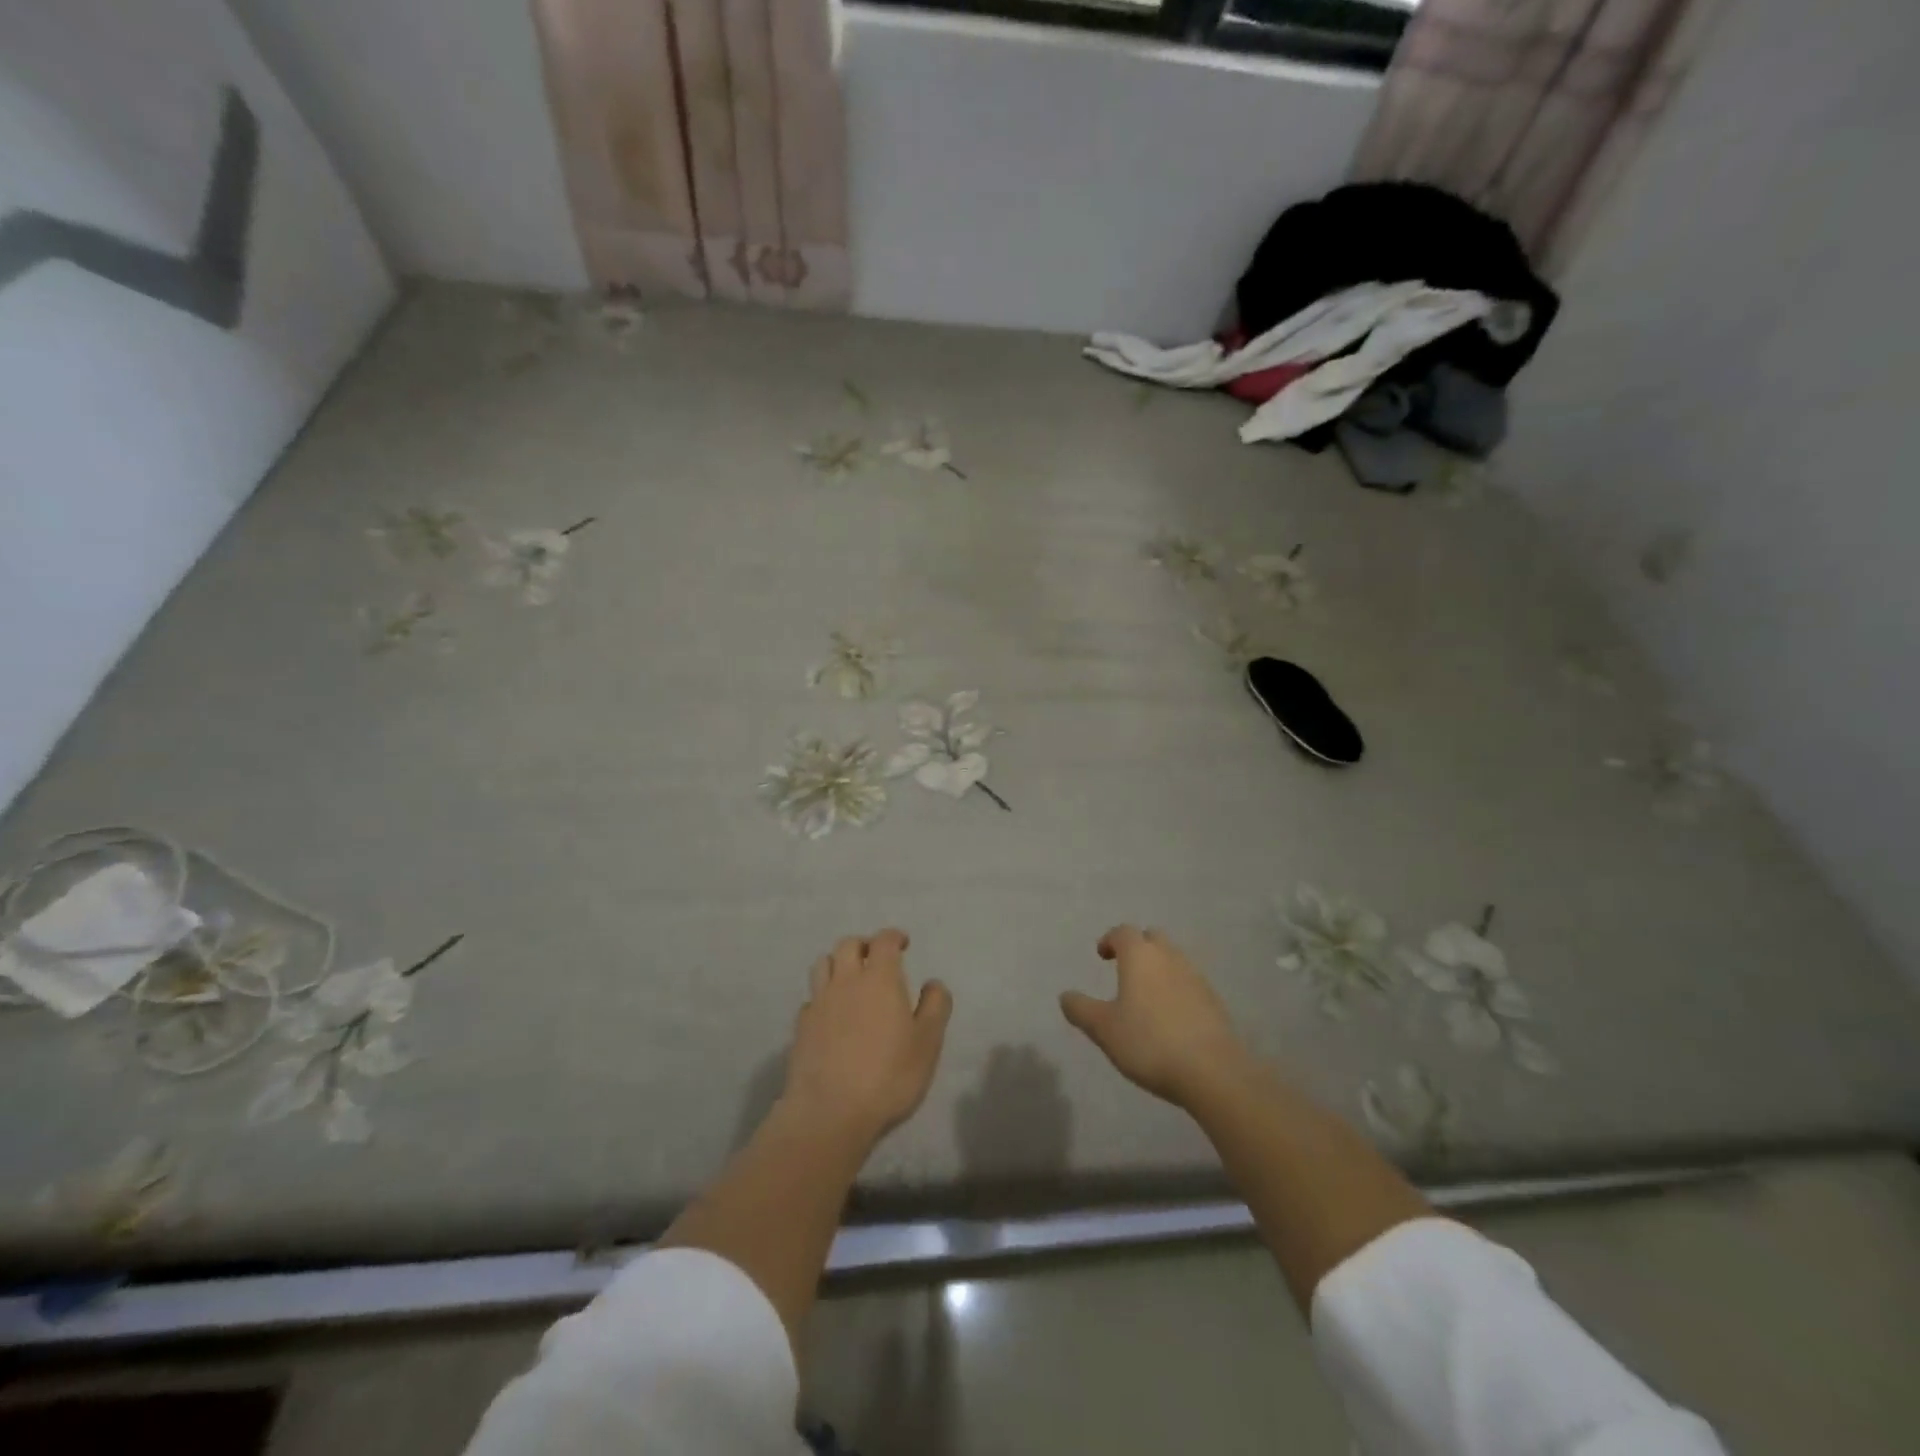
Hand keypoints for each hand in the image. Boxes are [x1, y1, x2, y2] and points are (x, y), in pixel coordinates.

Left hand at [783, 929, 952, 1144]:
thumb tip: (933, 983)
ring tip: (850, 979)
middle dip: (864, 945)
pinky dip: (823, 997)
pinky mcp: (800, 1028)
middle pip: (848, 945)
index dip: (894, 936)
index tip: (903, 943)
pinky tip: (831, 1014)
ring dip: (838, 963)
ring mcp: (818, 1003)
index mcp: (879, 979)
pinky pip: (811, 998)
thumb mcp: (928, 1043)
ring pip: (823, 964)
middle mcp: (846, 981)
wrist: (829, 1113)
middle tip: (876, 958)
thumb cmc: (888, 1076)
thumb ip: (935, 1007)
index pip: (884, 941)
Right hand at [1061, 926, 1250, 1107]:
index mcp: (1140, 956)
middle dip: (1137, 947)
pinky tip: (1170, 1016)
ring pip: (1173, 959)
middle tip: (1124, 969)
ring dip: (1158, 968)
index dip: (1110, 939)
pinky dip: (1176, 988)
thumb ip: (1081, 1009)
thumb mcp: (1104, 1029)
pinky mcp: (1214, 1000)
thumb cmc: (1149, 1042)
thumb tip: (1065, 995)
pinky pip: (1189, 982)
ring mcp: (1195, 977)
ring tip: (1145, 995)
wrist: (1212, 1071)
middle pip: (1152, 938)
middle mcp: (1169, 957)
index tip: (1102, 955)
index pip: (1123, 932)